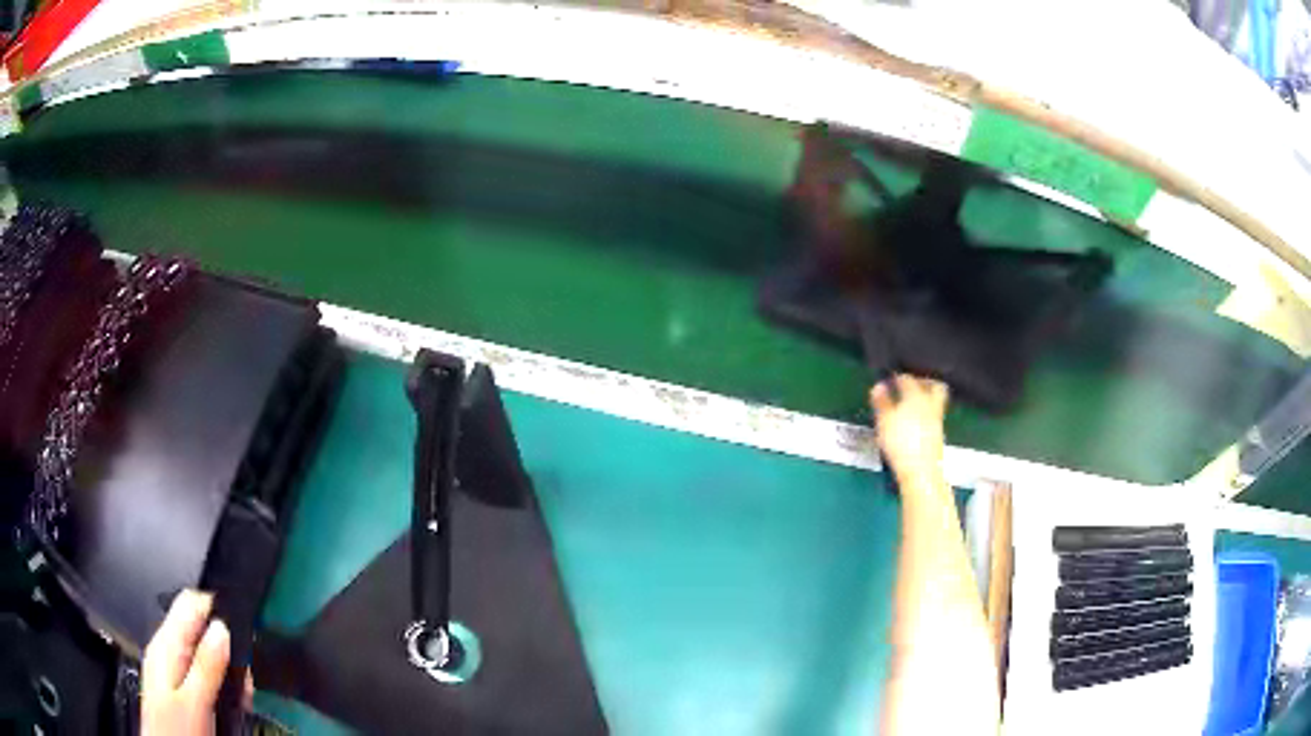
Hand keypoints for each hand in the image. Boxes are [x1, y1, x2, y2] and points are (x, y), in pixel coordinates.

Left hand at [141, 589, 249, 735]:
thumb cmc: (176, 729)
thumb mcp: (194, 702)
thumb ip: (206, 665)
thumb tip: (222, 626)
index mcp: (165, 646)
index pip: (190, 603)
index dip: (217, 610)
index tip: (244, 634)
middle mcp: (167, 651)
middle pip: (199, 629)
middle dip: (227, 649)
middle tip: (246, 681)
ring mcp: (172, 671)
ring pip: (205, 654)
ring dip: (227, 671)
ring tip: (242, 697)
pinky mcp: (180, 689)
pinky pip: (203, 674)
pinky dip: (221, 685)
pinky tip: (231, 705)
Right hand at [870, 374, 947, 481]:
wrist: (921, 471)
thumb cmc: (900, 442)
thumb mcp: (884, 421)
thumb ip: (881, 402)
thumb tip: (879, 385)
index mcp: (915, 396)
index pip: (908, 379)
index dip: (898, 377)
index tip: (890, 379)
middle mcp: (930, 404)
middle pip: (935, 386)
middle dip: (925, 382)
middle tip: (912, 385)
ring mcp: (937, 420)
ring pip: (935, 401)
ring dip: (925, 399)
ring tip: (910, 405)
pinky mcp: (938, 435)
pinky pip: (934, 416)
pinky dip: (925, 414)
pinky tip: (915, 422)